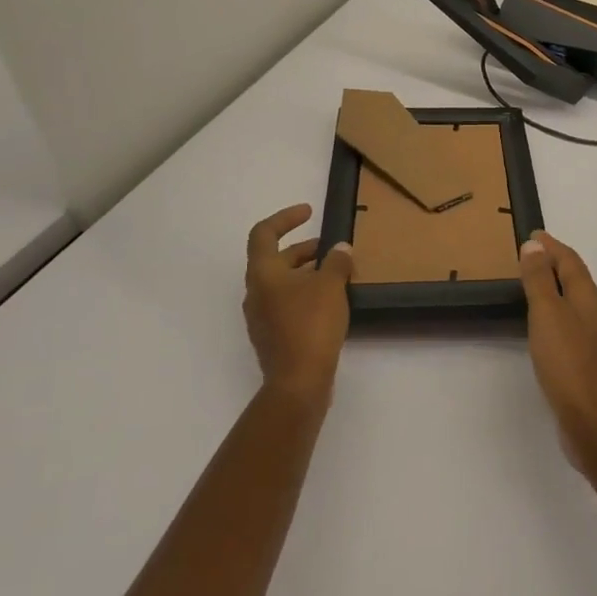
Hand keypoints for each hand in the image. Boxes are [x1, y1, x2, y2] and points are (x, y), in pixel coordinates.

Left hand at [244, 205, 352, 403]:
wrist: (298, 382)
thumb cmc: (311, 325)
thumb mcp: (330, 285)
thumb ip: (336, 262)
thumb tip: (340, 249)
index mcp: (263, 273)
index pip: (264, 233)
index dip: (285, 218)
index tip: (309, 213)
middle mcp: (256, 292)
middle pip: (276, 259)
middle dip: (305, 249)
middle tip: (333, 249)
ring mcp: (262, 317)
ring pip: (283, 283)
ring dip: (308, 273)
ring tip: (338, 275)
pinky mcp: (273, 337)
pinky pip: (287, 304)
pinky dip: (306, 295)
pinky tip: (331, 303)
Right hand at [519, 233, 596, 466]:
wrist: (592, 421)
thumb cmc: (567, 362)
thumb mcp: (547, 313)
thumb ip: (540, 279)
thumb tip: (535, 245)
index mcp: (588, 298)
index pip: (571, 262)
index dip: (552, 246)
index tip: (534, 234)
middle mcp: (596, 314)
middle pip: (576, 279)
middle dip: (556, 264)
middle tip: (531, 255)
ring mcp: (595, 340)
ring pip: (575, 302)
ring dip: (557, 288)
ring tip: (535, 286)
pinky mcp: (588, 363)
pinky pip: (571, 325)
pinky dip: (557, 314)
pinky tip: (546, 327)